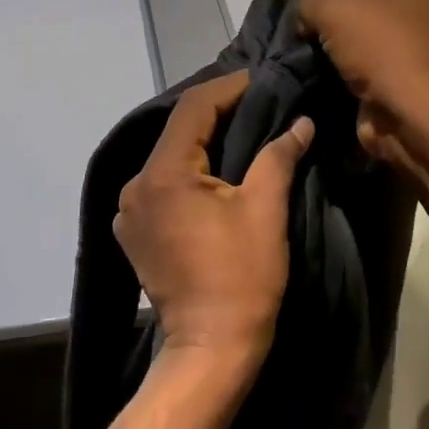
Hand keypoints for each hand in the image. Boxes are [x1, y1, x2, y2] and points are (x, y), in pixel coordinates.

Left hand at [113, 70, 313, 369]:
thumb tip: (300, 122)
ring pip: (169, 159)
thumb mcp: (265, 209)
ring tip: (243, 136)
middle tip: (259, 105)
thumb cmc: (242, 277)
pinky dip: (188, 173)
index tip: (262, 80)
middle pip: (179, 132)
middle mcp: (135, 185)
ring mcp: (129, 212)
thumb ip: (278, 155)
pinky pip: (162, 186)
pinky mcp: (134, 233)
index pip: (195, 107)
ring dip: (204, 144)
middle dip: (219, 115)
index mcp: (163, 173)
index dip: (230, 88)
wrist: (211, 348)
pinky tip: (215, 177)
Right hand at [298, 0, 428, 165]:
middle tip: (304, 16)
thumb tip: (304, 15)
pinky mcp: (400, 82)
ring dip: (337, 43)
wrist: (414, 117)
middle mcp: (421, 9)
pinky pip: (364, 68)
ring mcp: (413, 49)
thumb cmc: (383, 49)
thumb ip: (310, 1)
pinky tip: (314, 73)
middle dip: (338, 6)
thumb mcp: (334, 9)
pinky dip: (343, 72)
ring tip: (301, 45)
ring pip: (364, 36)